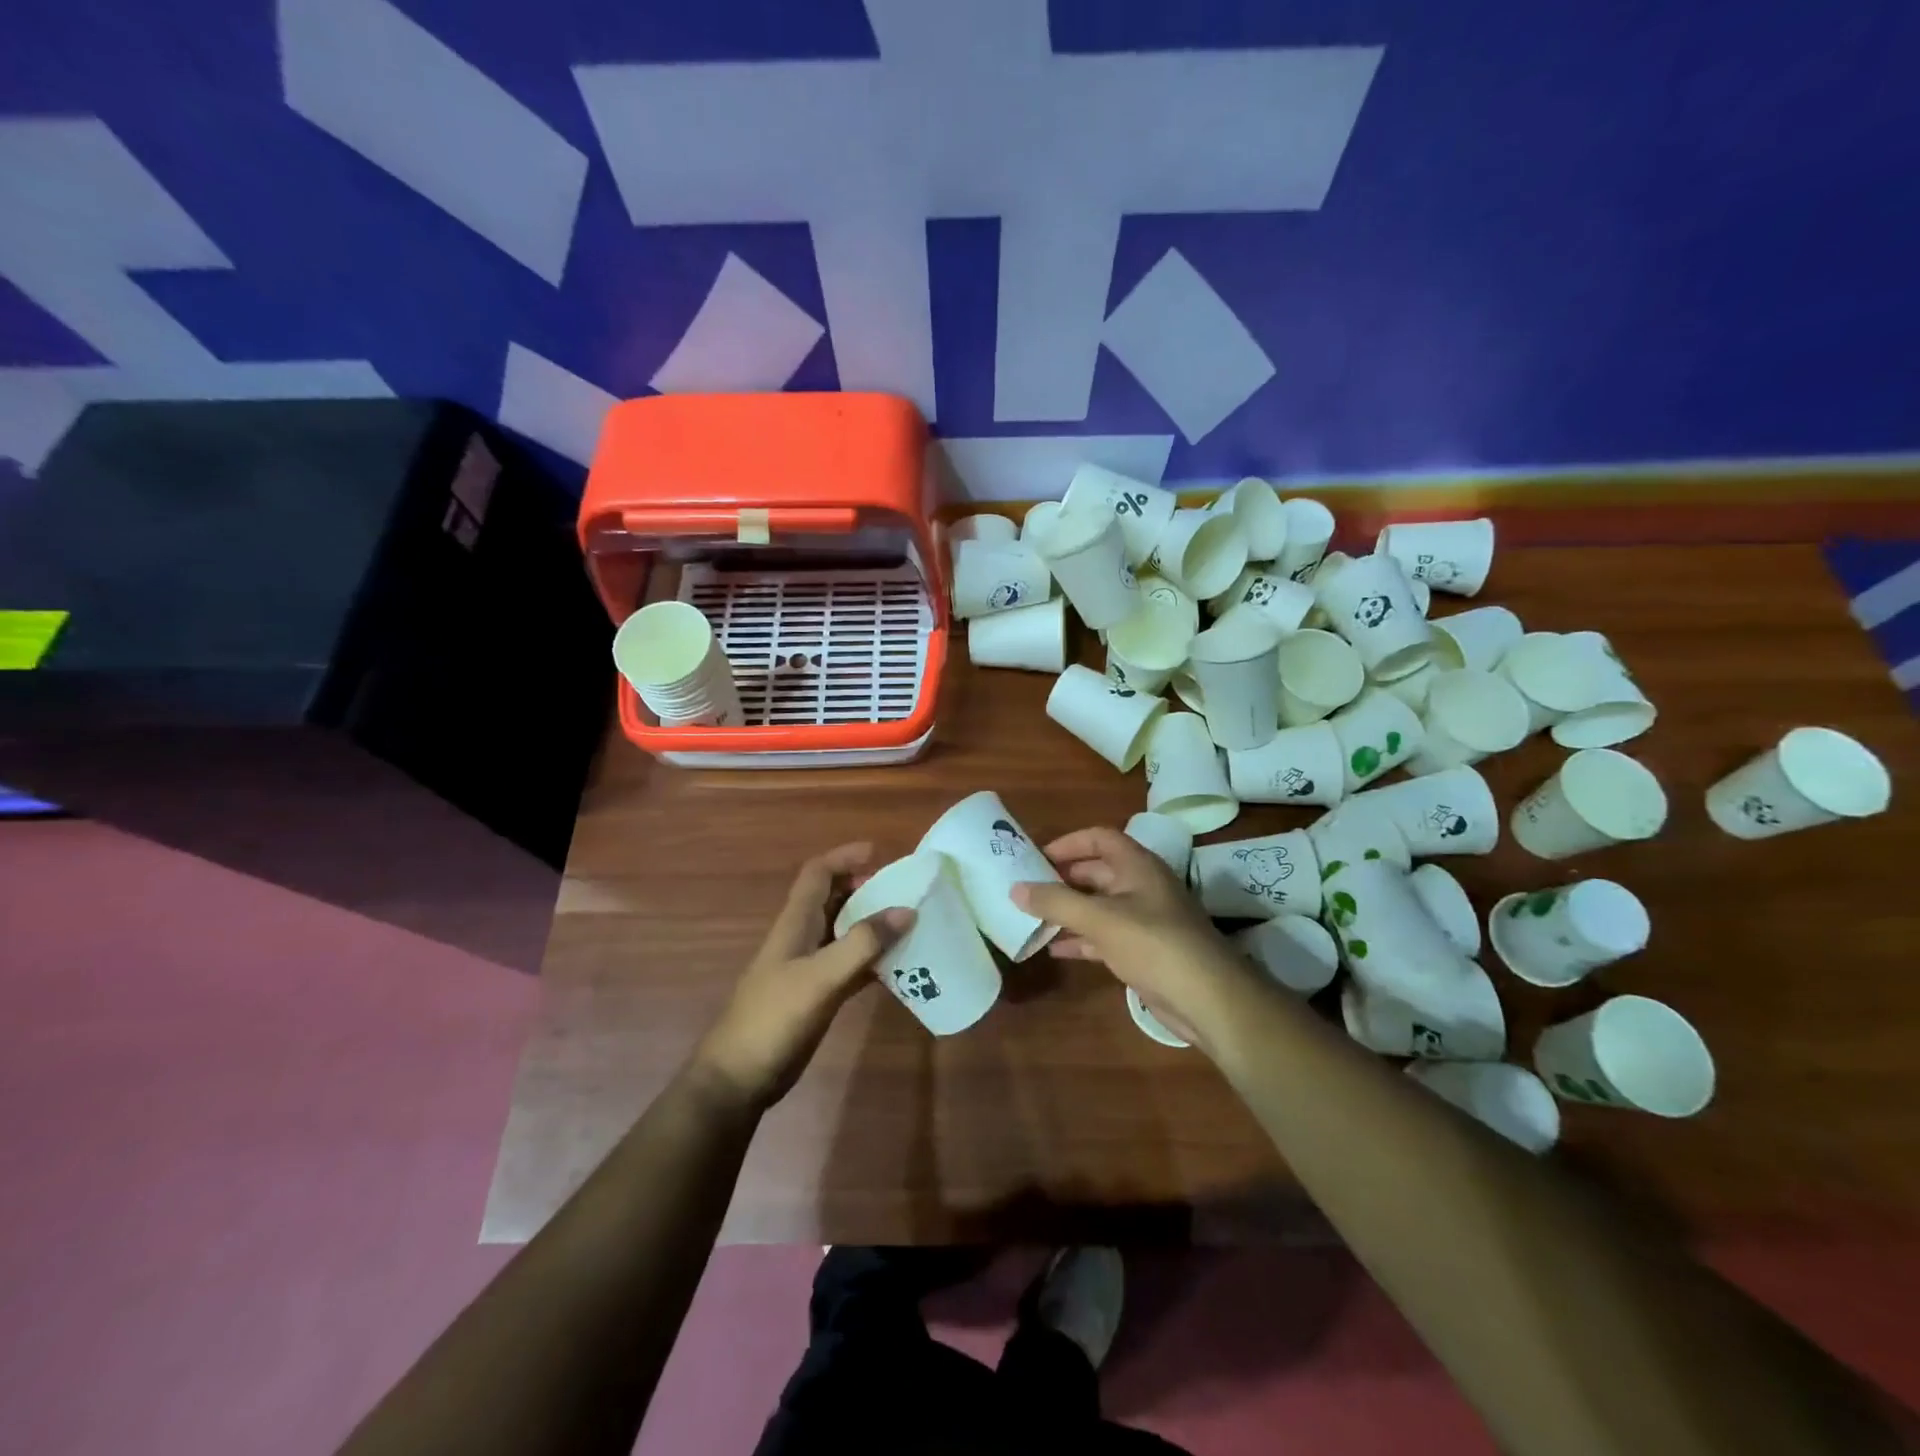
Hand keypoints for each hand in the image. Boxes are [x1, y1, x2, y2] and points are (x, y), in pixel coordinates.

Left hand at [693, 843, 910, 1110]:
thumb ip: (862, 944)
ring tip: (908, 924)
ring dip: (871, 924)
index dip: (845, 857)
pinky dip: (871, 960)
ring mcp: (808, 968)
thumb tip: (906, 910)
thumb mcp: (820, 977)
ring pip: (843, 932)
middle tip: (903, 891)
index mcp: (795, 923)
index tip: (880, 853)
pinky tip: (898, 968)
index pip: (817, 873)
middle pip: (833, 899)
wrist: (739, 1078)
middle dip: (864, 888)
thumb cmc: (773, 1018)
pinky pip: (849, 965)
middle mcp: (801, 938)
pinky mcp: (816, 995)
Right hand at [1011, 827, 1259, 1052]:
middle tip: (1027, 888)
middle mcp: (1141, 886)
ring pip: (1099, 906)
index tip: (1035, 857)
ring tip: (1032, 918)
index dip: (1068, 843)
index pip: (1099, 838)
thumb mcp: (1100, 919)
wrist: (1208, 998)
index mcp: (1137, 866)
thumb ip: (1056, 902)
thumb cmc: (1154, 944)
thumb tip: (1015, 888)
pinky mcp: (1143, 950)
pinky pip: (1104, 936)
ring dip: (1069, 910)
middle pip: (1096, 871)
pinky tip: (1055, 950)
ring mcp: (1144, 920)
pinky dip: (1081, 939)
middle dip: (1063, 878)